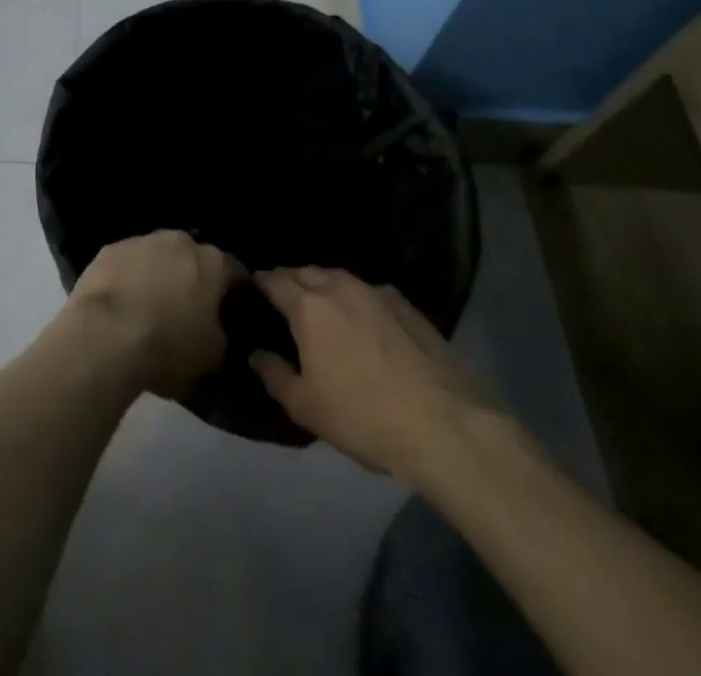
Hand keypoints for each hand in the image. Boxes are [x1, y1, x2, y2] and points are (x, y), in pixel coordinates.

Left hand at [63, 231, 244, 398]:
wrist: (105, 335)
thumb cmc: (168, 346)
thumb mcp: (213, 356)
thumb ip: (222, 335)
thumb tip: (217, 330)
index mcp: (212, 263)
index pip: (235, 272)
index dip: (235, 293)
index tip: (231, 311)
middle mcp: (179, 241)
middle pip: (193, 258)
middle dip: (193, 279)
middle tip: (188, 309)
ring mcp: (141, 241)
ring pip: (158, 256)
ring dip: (159, 274)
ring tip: (151, 307)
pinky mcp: (109, 249)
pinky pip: (127, 263)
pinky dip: (129, 277)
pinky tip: (122, 303)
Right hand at [249, 267, 504, 486]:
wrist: (448, 428)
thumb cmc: (365, 417)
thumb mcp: (306, 408)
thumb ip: (274, 375)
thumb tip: (257, 354)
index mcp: (308, 306)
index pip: (273, 280)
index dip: (259, 283)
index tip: (252, 292)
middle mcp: (340, 287)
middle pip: (305, 272)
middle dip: (290, 281)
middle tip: (284, 303)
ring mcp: (377, 293)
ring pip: (339, 278)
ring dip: (324, 287)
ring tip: (322, 310)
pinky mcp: (409, 307)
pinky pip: (370, 293)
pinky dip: (357, 300)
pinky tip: (364, 323)